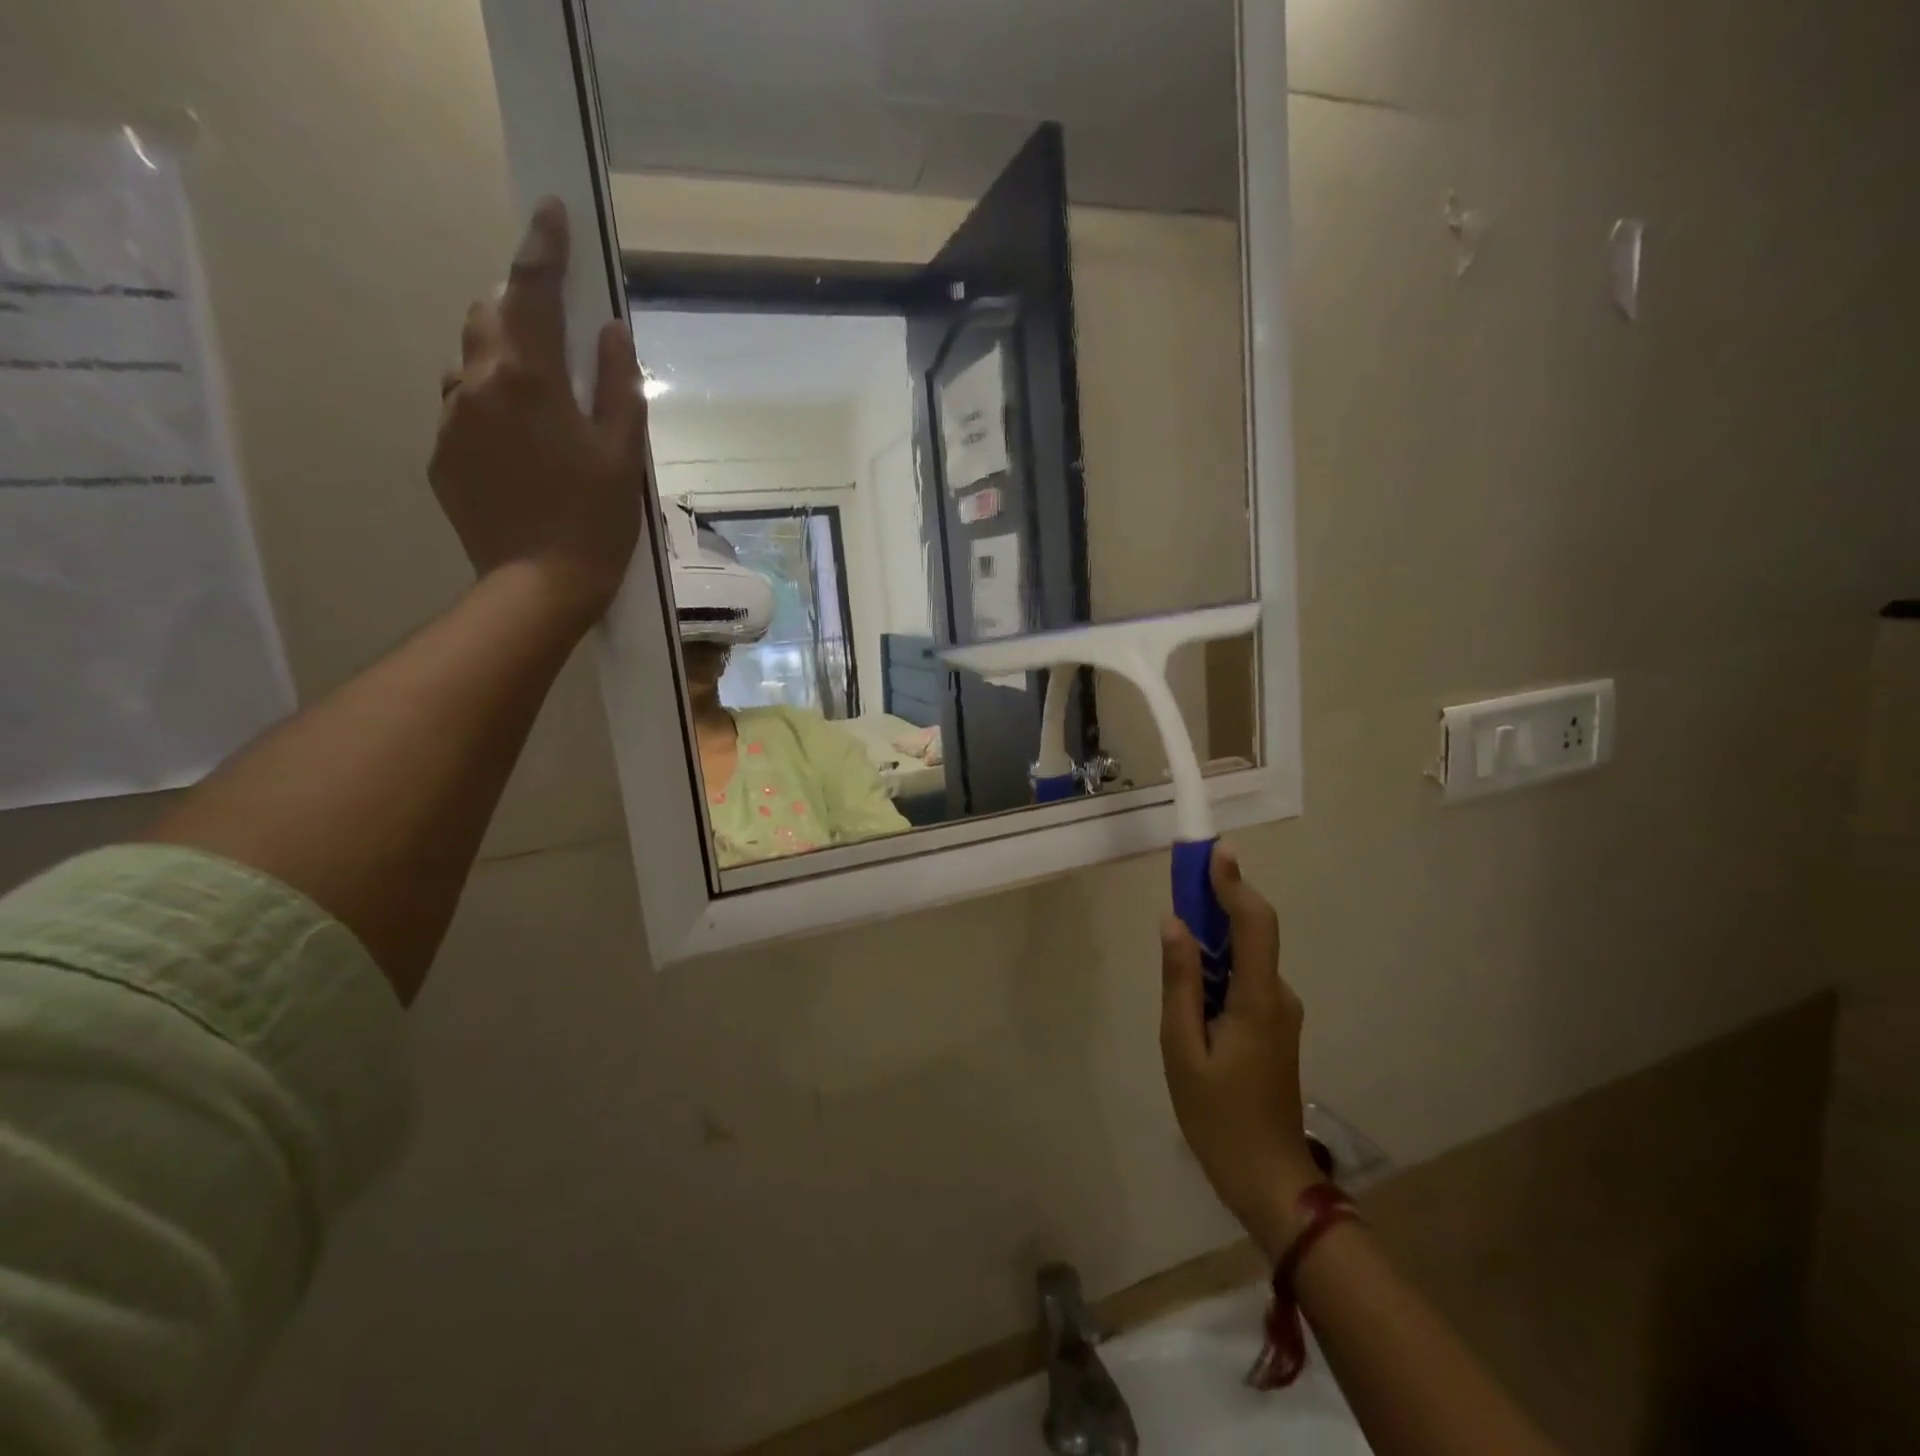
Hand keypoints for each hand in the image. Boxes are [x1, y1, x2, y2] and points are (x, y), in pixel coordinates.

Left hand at [431, 198, 646, 623]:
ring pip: (470, 364)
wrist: (538, 586)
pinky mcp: (441, 456)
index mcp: (529, 379)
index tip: (550, 211)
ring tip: (540, 405)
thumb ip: (618, 386)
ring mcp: (451, 421)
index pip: (533, 292)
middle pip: (488, 315)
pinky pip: (462, 410)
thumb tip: (610, 332)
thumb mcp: (624, 455)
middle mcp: (477, 385)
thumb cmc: (595, 521)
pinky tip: (521, 451)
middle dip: (518, 308)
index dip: (544, 248)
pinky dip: (490, 409)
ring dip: (503, 362)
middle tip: (555, 333)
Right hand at [1160, 844, 1320, 1258]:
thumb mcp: (1182, 1048)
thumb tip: (1174, 924)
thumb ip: (1179, 981)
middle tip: (1179, 889)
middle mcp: (1278, 996)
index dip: (1234, 883)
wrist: (1270, 1180)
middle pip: (1250, 933)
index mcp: (1258, 999)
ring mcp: (1280, 1012)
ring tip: (1174, 956)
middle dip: (1216, 903)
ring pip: (1245, 959)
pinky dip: (1218, 970)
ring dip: (1212, 942)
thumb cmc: (1218, 1116)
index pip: (1253, 923)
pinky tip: (1192, 998)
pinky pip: (1245, 981)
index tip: (1215, 850)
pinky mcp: (1275, 1027)